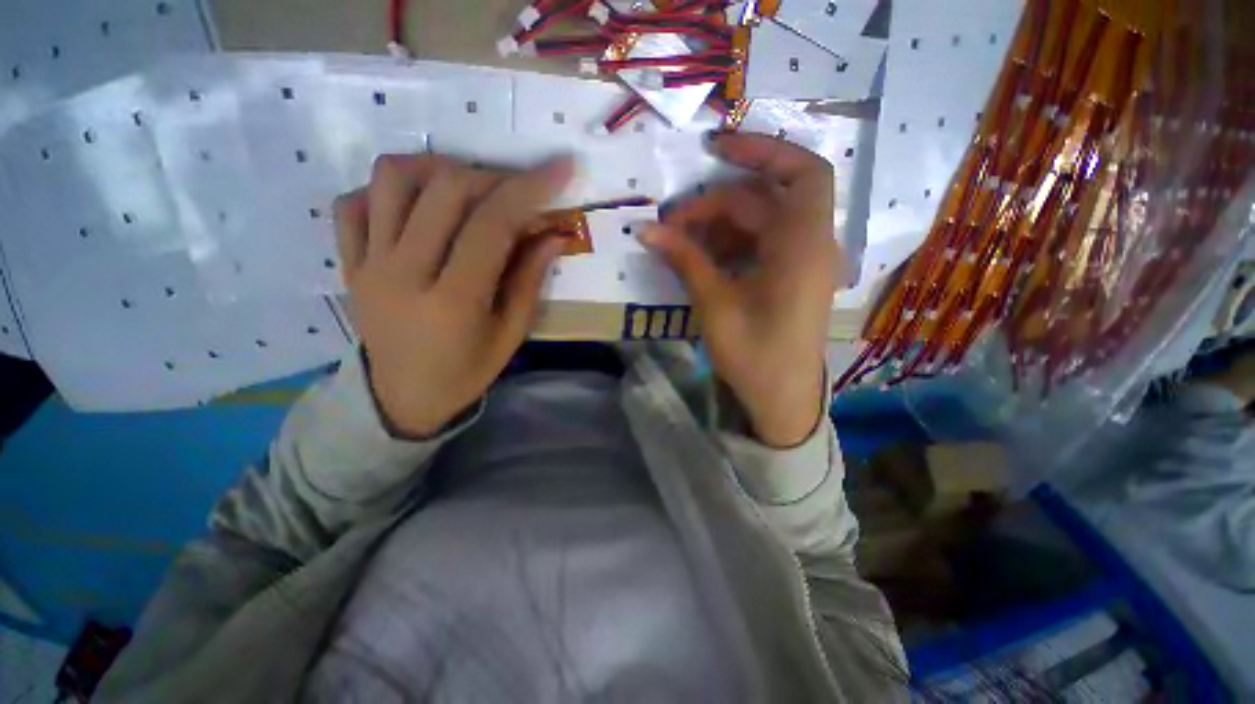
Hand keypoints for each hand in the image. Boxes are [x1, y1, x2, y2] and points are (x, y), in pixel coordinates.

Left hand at [334, 154, 572, 436]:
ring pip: (392, 180)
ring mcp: (368, 264)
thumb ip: (529, 279)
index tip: (559, 166)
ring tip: (468, 186)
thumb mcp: (511, 333)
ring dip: (438, 168)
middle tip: (518, 187)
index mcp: (453, 301)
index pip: (492, 225)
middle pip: (445, 191)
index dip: (529, 188)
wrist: (403, 397)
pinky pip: (354, 203)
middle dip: (492, 176)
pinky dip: (388, 189)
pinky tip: (419, 205)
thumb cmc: (467, 371)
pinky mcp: (347, 262)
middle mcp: (403, 273)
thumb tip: (554, 235)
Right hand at [642, 133, 839, 446]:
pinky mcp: (788, 277)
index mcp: (802, 246)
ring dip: (717, 226)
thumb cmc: (754, 355)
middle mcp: (808, 245)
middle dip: (714, 205)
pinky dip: (729, 245)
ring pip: (758, 223)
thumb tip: (646, 229)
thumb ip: (685, 260)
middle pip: (762, 201)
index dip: (761, 150)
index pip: (799, 172)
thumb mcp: (716, 304)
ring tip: (679, 243)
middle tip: (671, 223)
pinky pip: (758, 245)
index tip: (714, 148)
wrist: (781, 399)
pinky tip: (701, 258)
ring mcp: (799, 262)